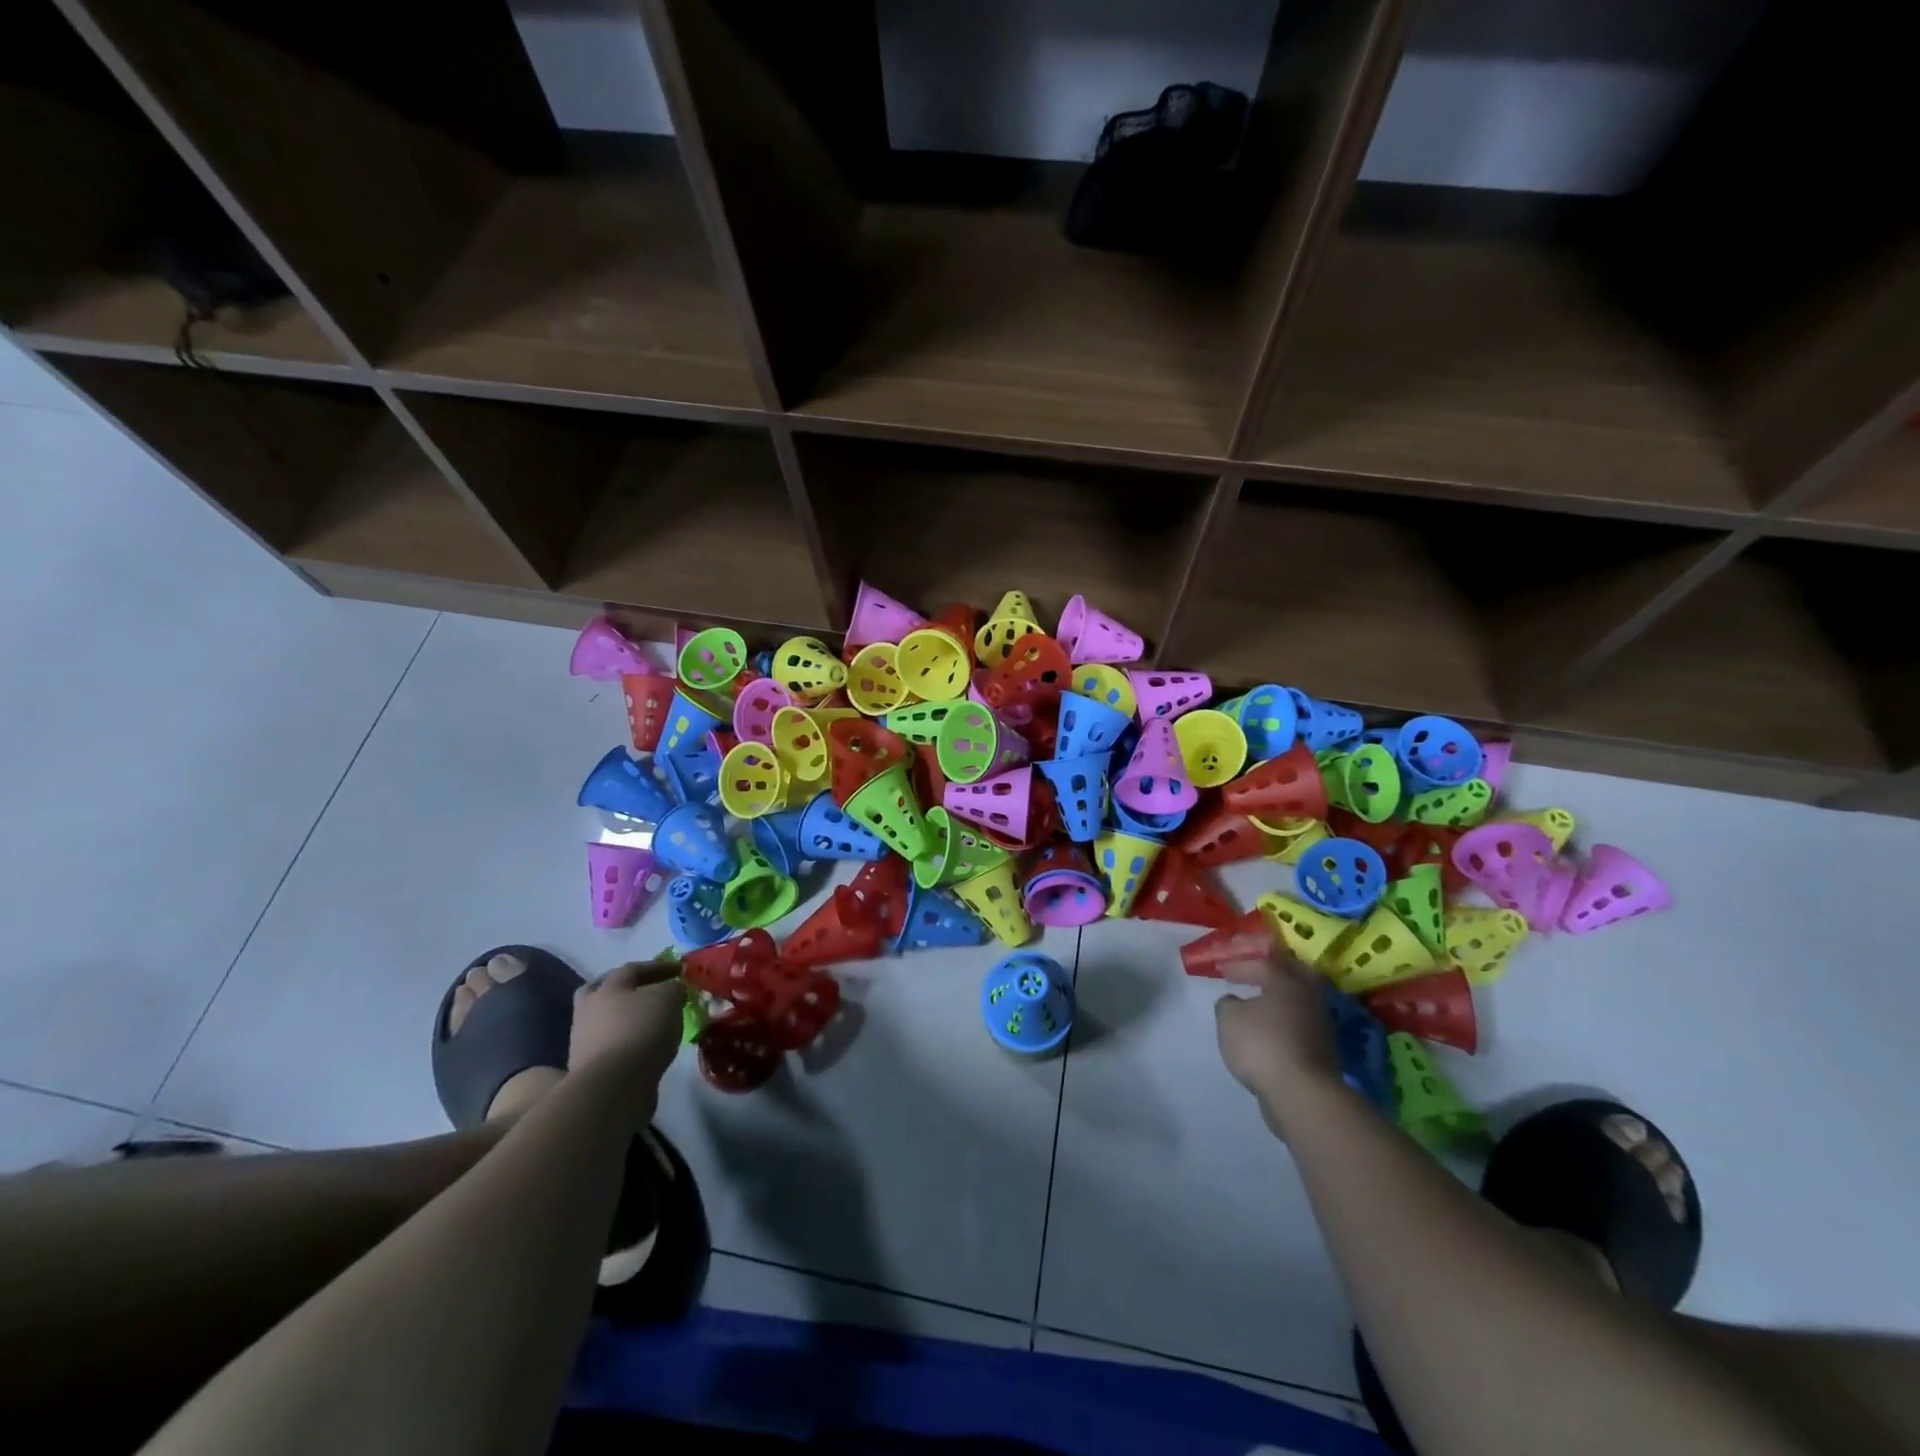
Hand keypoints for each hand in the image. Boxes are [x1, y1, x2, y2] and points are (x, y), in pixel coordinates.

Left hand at [569, 960, 685, 1087]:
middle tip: (645, 990)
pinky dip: (626, 1043)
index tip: (680, 970)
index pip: (633, 969)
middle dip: (623, 988)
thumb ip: (673, 989)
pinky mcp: (589, 1069)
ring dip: (624, 1019)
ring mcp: (584, 1041)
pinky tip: (644, 1047)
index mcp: (608, 988)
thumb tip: (673, 991)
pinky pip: (610, 1046)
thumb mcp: (669, 999)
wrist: (612, 1086)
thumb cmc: (641, 1031)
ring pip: (604, 1020)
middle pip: (602, 990)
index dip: (658, 967)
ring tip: (650, 1024)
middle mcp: (590, 1010)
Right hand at [1213, 953, 1343, 1131]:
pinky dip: (1284, 1023)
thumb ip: (1228, 1004)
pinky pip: (1300, 1025)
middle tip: (1254, 973)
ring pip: (1299, 1001)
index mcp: (1286, 982)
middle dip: (1273, 971)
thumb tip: (1235, 1002)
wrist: (1303, 1094)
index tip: (1222, 971)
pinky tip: (1270, 1031)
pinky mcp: (1323, 1052)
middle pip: (1293, 974)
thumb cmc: (1262, 1045)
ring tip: (1259, 1005)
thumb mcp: (1229, 1019)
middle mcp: (1308, 998)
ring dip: (1280, 999)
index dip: (1240, 965)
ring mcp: (1320, 1026)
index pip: (1263, 963)